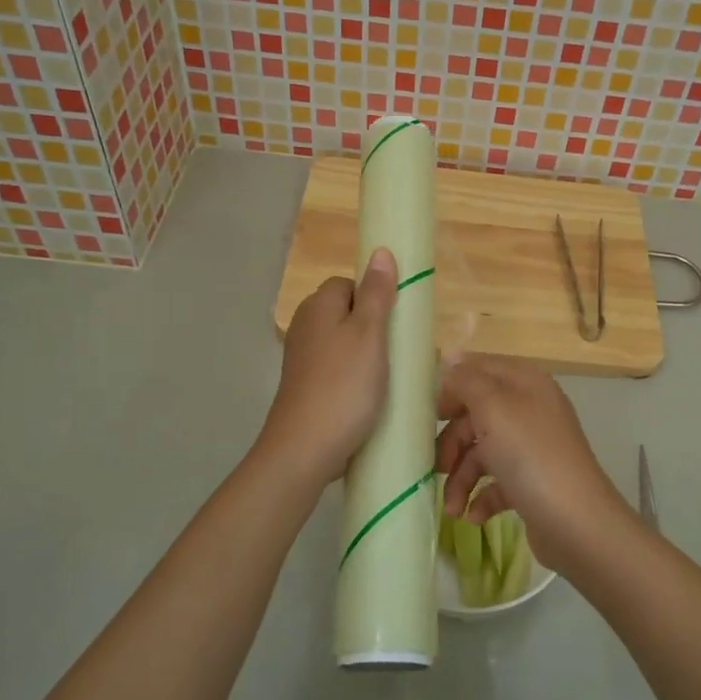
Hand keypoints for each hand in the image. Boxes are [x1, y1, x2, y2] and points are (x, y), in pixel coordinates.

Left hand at [256, 249, 397, 486]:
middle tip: (399, 353)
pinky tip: (369, 398)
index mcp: (318, 306)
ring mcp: (302, 358)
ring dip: (368, 356)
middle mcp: (305, 325)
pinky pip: (337, 369)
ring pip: (344, 343)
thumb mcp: (370, 335)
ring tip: (389, 378)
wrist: (305, 448)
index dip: (375, 298)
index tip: (396, 323)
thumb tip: (380, 251)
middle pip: (347, 313)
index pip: (350, 284)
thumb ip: (377, 293)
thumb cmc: (344, 386)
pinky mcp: (305, 386)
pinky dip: (354, 378)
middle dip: (375, 329)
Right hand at [433, 357, 635, 573]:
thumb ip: (467, 380)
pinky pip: (496, 483)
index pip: (479, 369)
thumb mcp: (493, 407)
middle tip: (435, 467)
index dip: (451, 387)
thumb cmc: (530, 456)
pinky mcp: (532, 483)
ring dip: (461, 479)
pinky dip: (481, 497)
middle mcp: (530, 410)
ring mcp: (532, 448)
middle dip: (452, 442)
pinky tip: (473, 516)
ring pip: (482, 452)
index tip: (427, 413)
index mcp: (525, 383)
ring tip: (451, 507)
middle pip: (476, 415)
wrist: (577, 523)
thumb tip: (450, 358)